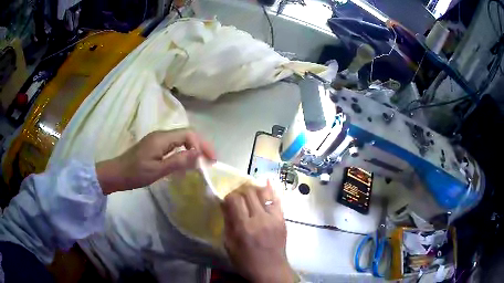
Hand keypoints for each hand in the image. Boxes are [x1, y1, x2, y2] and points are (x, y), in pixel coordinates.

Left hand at [96, 129, 214, 193]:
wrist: (116, 173)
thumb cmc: (135, 173)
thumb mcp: (157, 170)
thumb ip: (178, 161)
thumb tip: (198, 153)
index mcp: (162, 138)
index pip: (188, 135)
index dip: (202, 145)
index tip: (211, 160)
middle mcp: (161, 134)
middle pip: (187, 134)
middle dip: (201, 145)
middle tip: (210, 160)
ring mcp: (158, 139)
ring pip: (181, 139)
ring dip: (194, 148)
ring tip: (202, 161)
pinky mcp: (155, 145)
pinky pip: (175, 144)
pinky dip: (185, 151)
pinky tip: (187, 161)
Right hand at [222, 183, 292, 282]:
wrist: (271, 270)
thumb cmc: (246, 261)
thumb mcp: (230, 246)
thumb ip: (228, 223)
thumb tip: (225, 205)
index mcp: (244, 227)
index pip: (235, 200)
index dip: (229, 196)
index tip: (226, 200)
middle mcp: (260, 219)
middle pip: (249, 193)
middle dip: (240, 191)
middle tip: (237, 196)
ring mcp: (274, 218)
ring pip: (263, 194)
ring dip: (254, 189)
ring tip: (249, 192)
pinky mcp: (282, 220)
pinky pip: (277, 200)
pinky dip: (271, 191)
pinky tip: (266, 183)